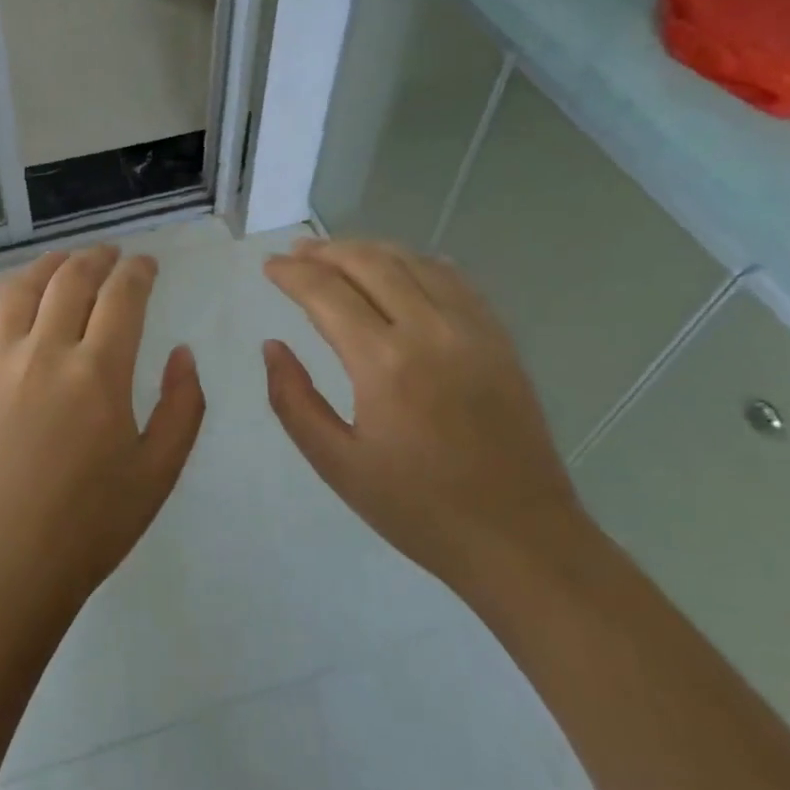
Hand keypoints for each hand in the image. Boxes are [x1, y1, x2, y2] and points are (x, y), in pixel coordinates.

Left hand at [0, 246, 205, 621]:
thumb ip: (183, 406)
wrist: (8, 566)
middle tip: (110, 256)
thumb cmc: (92, 523)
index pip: (122, 296)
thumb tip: (183, 352)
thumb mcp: (159, 472)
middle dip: (96, 258)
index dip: (137, 271)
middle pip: (70, 279)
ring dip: (46, 266)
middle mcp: (45, 353)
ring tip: (62, 263)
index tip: (146, 265)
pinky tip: (0, 290)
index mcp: (98, 373)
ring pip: (19, 289)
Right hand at [262, 238, 581, 578]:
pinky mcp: (499, 338)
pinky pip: (453, 279)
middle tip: (296, 253)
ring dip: (367, 249)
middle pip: (369, 263)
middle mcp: (429, 330)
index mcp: (384, 364)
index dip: (292, 273)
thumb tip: (272, 347)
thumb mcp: (336, 464)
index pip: (326, 292)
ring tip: (337, 254)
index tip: (269, 267)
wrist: (520, 539)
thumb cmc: (418, 508)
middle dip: (325, 251)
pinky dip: (416, 262)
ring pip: (412, 261)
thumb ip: (293, 400)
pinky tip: (400, 268)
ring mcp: (472, 329)